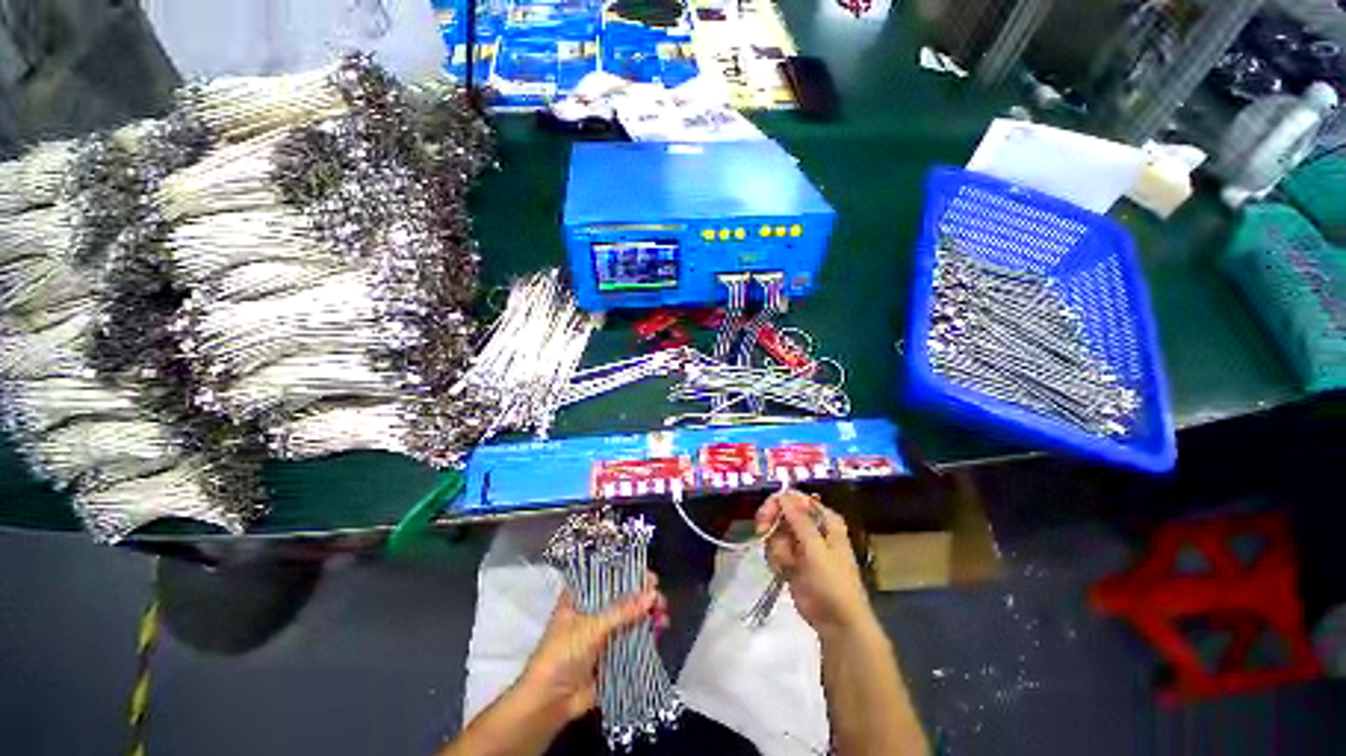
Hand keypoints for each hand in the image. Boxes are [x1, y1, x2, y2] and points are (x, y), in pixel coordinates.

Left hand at [518, 573, 668, 722]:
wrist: (549, 703)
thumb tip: (652, 595)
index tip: (647, 575)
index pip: (606, 575)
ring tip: (663, 614)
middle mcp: (592, 610)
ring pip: (630, 617)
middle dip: (642, 595)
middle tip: (659, 597)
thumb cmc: (562, 655)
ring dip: (647, 614)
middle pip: (622, 596)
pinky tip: (660, 630)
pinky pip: (632, 639)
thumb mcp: (591, 628)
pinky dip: (647, 633)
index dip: (627, 572)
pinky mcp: (611, 654)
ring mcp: (602, 633)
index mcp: (580, 596)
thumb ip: (623, 611)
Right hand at [756, 490, 872, 638]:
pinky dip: (775, 559)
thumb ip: (799, 521)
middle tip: (762, 533)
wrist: (837, 623)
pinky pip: (774, 549)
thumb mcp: (817, 549)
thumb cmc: (833, 583)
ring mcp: (800, 544)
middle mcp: (812, 527)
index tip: (765, 516)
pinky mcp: (791, 560)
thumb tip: (783, 494)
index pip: (795, 499)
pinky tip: (783, 572)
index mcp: (824, 520)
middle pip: (781, 512)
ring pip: (775, 531)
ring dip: (775, 547)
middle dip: (771, 523)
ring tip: (785, 564)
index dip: (778, 503)